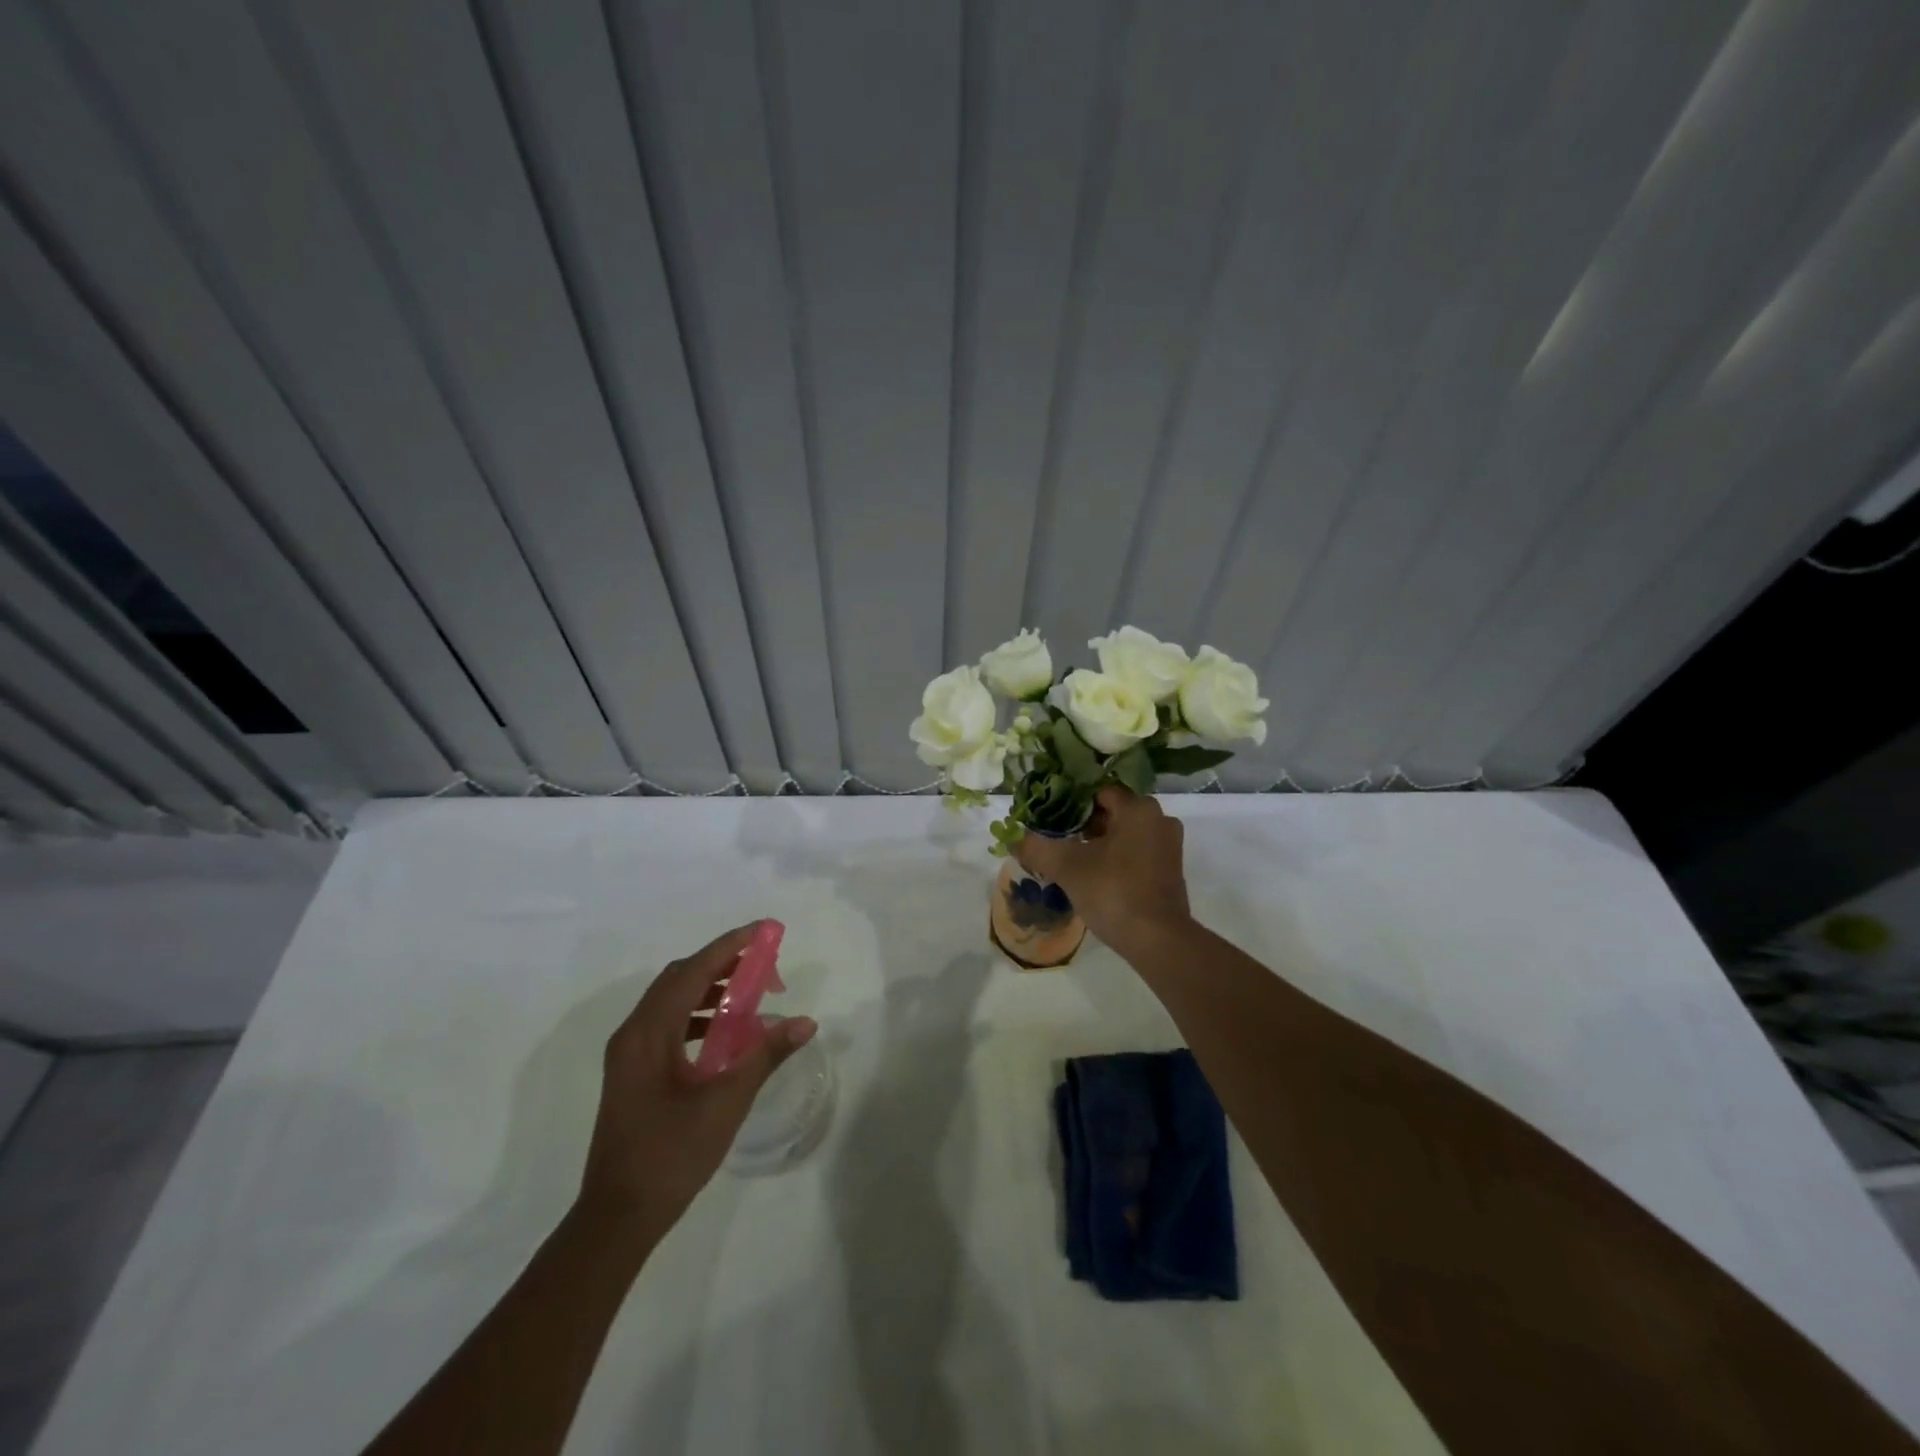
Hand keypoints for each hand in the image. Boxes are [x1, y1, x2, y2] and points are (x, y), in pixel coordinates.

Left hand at [578, 923, 816, 1237]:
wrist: (618, 1216)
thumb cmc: (671, 1154)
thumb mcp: (726, 1101)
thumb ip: (765, 1055)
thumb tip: (804, 1022)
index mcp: (648, 1033)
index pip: (693, 971)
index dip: (729, 946)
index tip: (763, 931)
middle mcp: (632, 1034)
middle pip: (679, 979)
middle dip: (721, 964)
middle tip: (762, 964)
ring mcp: (628, 1055)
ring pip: (671, 1001)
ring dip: (709, 989)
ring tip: (749, 994)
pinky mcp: (631, 1073)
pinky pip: (667, 1024)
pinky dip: (697, 1015)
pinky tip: (723, 1034)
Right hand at [1014, 785, 1191, 954]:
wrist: (1158, 941)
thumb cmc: (1113, 891)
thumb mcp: (1067, 867)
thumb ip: (1037, 847)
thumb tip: (1014, 839)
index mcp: (1138, 808)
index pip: (1097, 792)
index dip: (1069, 803)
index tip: (1049, 819)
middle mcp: (1159, 819)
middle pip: (1111, 812)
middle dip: (1082, 825)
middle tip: (1055, 840)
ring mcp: (1168, 845)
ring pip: (1124, 833)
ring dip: (1098, 843)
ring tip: (1070, 860)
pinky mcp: (1170, 870)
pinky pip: (1136, 852)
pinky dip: (1115, 858)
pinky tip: (1094, 876)